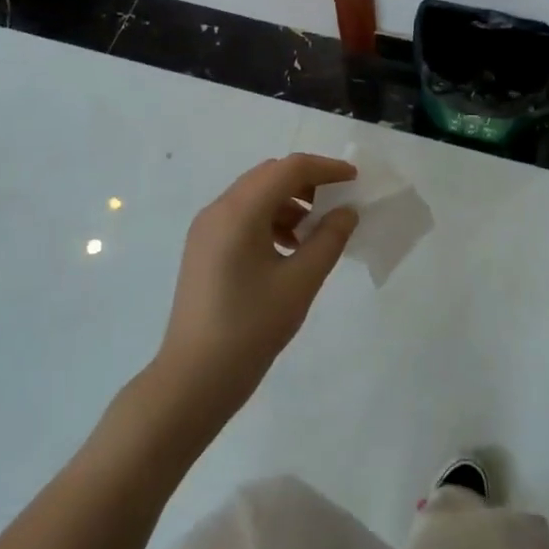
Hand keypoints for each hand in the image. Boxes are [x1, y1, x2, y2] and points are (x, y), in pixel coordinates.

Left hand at [153, 154, 358, 422]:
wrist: (193, 379)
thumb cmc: (250, 328)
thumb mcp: (300, 282)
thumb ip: (329, 239)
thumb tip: (347, 211)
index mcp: (239, 212)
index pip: (289, 169)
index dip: (326, 168)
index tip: (355, 180)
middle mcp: (218, 210)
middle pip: (269, 175)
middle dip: (307, 182)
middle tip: (338, 203)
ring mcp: (206, 229)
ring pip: (256, 194)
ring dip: (289, 202)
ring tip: (315, 232)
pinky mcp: (203, 248)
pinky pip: (242, 216)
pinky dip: (270, 219)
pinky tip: (289, 249)